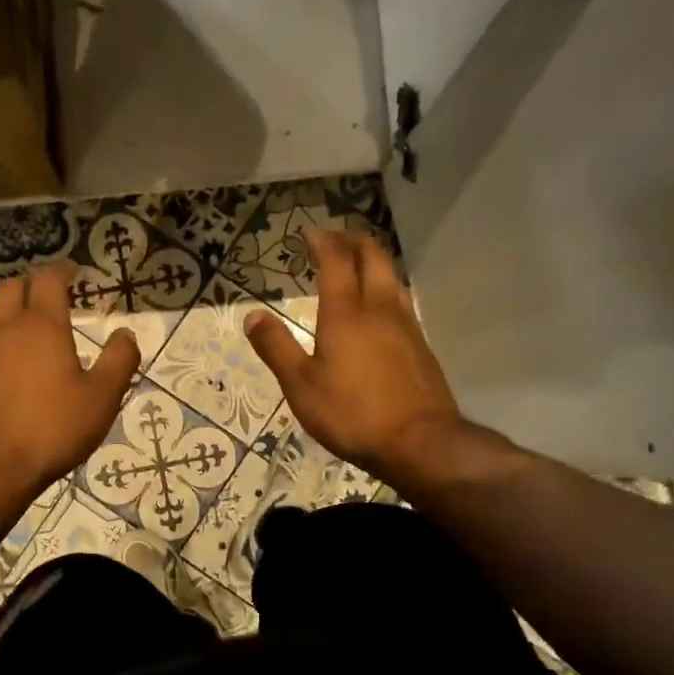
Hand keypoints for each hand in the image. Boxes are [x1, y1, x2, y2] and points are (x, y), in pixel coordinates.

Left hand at [0, 262, 139, 511]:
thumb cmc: (52, 429)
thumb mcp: (101, 398)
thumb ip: (119, 361)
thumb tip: (125, 334)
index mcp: (41, 325)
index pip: (49, 279)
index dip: (64, 270)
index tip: (76, 272)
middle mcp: (5, 328)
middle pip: (13, 287)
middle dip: (34, 285)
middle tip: (53, 296)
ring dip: (12, 309)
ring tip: (31, 327)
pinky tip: (10, 362)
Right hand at [245, 230, 509, 489]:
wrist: (419, 441)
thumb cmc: (351, 414)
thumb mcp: (301, 386)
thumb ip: (276, 348)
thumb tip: (252, 316)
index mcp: (346, 314)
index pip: (336, 262)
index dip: (324, 242)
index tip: (312, 233)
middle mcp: (380, 309)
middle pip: (373, 258)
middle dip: (353, 242)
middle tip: (336, 240)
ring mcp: (407, 326)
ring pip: (393, 278)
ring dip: (374, 263)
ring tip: (358, 267)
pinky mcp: (421, 346)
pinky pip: (402, 303)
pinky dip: (387, 290)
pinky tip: (380, 311)